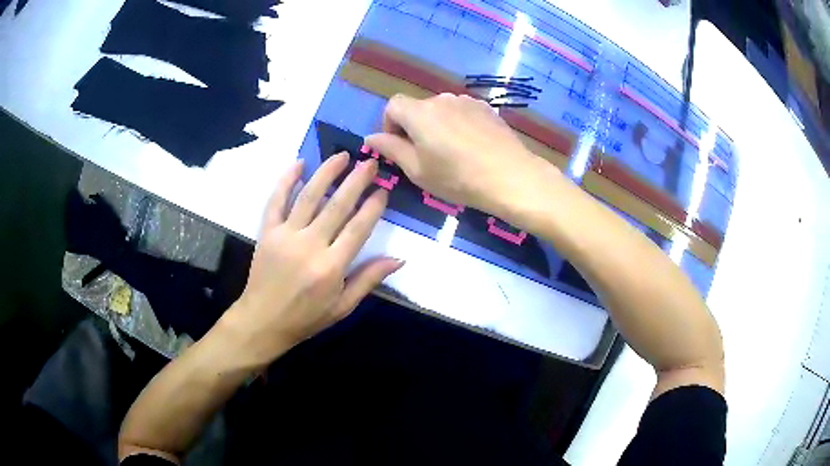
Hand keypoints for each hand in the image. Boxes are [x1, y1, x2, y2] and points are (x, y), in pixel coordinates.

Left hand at [221, 154, 402, 364]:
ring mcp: (285, 236)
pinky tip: (299, 163)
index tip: (383, 189)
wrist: (262, 321)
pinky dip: (286, 180)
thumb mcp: (342, 307)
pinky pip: (276, 201)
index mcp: (331, 267)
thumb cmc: (306, 318)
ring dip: (327, 173)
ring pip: (309, 196)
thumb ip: (368, 280)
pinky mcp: (267, 232)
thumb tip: (399, 259)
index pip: (357, 228)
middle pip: (336, 205)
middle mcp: (309, 245)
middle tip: (370, 163)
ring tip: (342, 155)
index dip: (373, 206)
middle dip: (356, 181)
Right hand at [364, 93, 559, 215]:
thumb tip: (371, 138)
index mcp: (419, 113)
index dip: (390, 125)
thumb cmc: (457, 177)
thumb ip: (391, 149)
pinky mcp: (486, 108)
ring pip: (441, 110)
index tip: (399, 147)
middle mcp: (441, 99)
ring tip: (452, 152)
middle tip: (425, 156)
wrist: (509, 176)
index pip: (392, 105)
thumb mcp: (417, 170)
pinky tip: (471, 146)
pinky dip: (457, 124)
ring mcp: (466, 101)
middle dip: (414, 127)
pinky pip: (462, 112)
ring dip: (437, 125)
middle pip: (417, 108)